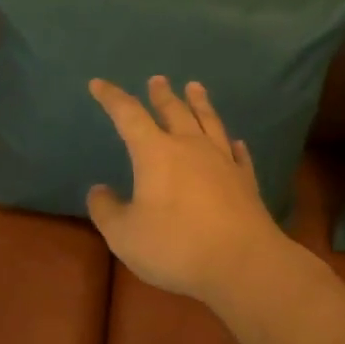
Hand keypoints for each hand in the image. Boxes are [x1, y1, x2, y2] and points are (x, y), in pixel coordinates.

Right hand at [86, 77, 290, 304]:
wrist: (242, 263)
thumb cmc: (175, 246)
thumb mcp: (124, 235)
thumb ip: (107, 210)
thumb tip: (98, 191)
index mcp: (155, 153)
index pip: (128, 115)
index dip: (112, 98)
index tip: (98, 83)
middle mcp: (190, 147)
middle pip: (174, 112)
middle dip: (162, 95)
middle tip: (158, 80)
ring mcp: (223, 162)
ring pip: (209, 123)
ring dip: (200, 104)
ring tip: (196, 88)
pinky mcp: (246, 182)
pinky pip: (238, 155)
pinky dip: (233, 144)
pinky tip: (235, 142)